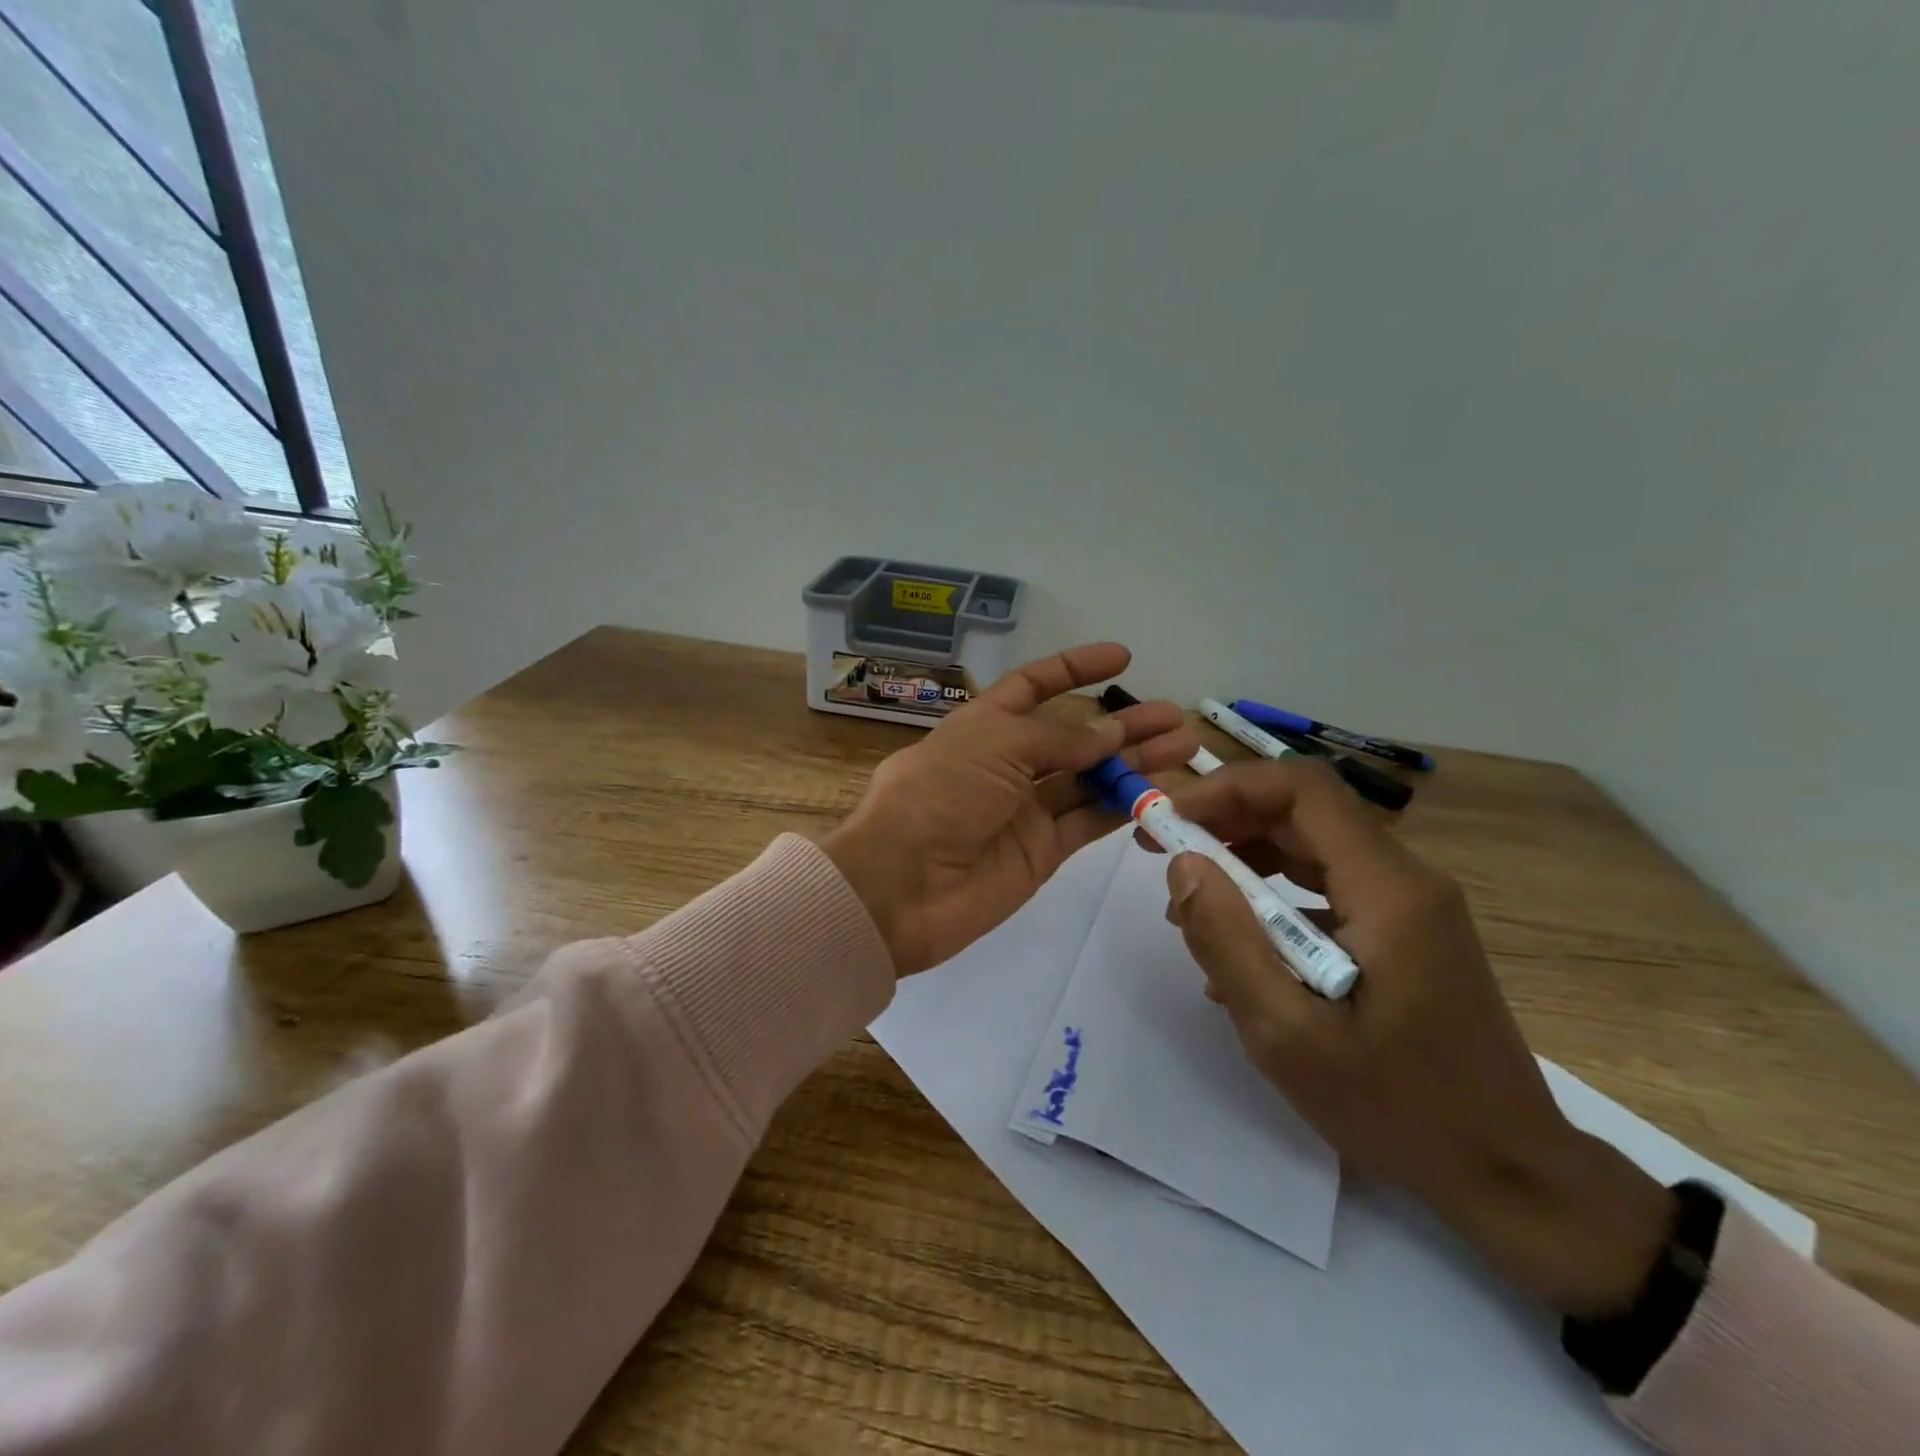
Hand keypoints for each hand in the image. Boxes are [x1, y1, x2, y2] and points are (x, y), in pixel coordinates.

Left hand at [823, 643, 1196, 977]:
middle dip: (1121, 724)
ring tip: (1182, 746)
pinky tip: (1160, 791)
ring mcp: (1025, 810)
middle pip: (1073, 736)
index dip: (1074, 669)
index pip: (1033, 686)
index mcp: (983, 726)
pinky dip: (1123, 807)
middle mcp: (1006, 764)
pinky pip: (1089, 821)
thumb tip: (1110, 733)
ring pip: (1090, 779)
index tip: (1121, 657)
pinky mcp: (1041, 853)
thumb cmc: (938, 795)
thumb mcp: (994, 745)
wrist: (900, 886)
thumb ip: (1059, 738)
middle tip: (1173, 717)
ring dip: (1134, 763)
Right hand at [1161, 758, 1675, 1317]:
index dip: (1227, 788)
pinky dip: (1274, 896)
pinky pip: (1328, 888)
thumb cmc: (1398, 1109)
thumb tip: (1183, 865)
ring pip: (1313, 847)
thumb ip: (1227, 942)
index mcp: (1387, 891)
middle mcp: (1406, 880)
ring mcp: (1411, 906)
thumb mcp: (1288, 1035)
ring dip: (1245, 858)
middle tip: (1161, 851)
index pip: (1302, 789)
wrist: (1510, 1174)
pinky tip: (1242, 948)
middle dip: (1225, 820)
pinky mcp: (1405, 933)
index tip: (1170, 820)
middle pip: (1304, 812)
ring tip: (1191, 902)